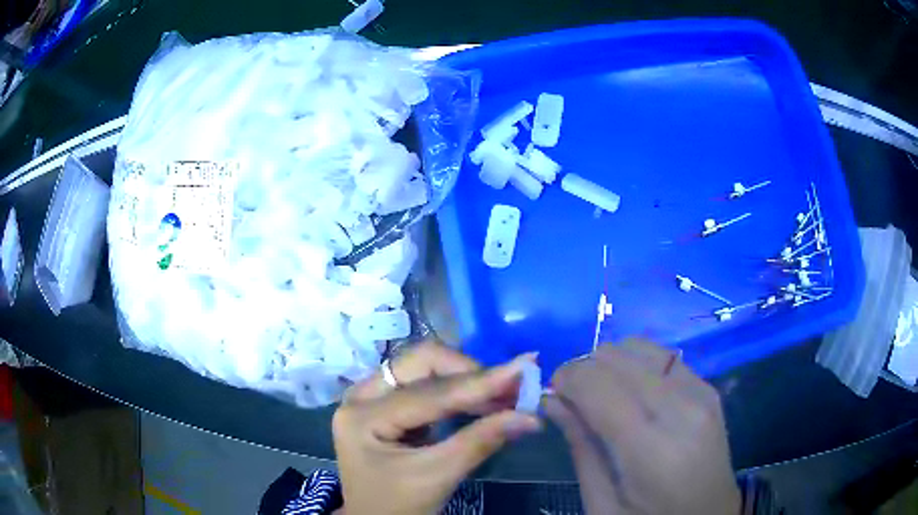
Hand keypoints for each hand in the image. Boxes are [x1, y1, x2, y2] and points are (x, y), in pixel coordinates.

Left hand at [334, 344, 540, 514]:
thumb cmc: (398, 506)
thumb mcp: (437, 477)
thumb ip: (481, 442)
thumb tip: (530, 416)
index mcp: (363, 416)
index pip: (429, 393)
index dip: (480, 382)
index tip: (523, 369)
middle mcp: (361, 395)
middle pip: (421, 363)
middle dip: (468, 373)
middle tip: (509, 387)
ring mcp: (370, 397)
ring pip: (424, 369)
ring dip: (466, 379)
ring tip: (505, 394)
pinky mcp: (384, 404)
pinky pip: (424, 384)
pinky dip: (456, 391)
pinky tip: (482, 401)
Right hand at [543, 339, 740, 514]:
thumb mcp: (602, 502)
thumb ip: (580, 447)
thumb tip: (552, 400)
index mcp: (652, 449)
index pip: (599, 385)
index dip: (566, 379)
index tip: (552, 395)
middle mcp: (682, 408)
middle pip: (619, 357)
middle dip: (584, 369)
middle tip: (572, 399)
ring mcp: (701, 393)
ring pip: (641, 347)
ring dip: (610, 363)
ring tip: (600, 394)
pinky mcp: (709, 389)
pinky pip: (662, 357)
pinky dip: (635, 365)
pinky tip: (630, 393)